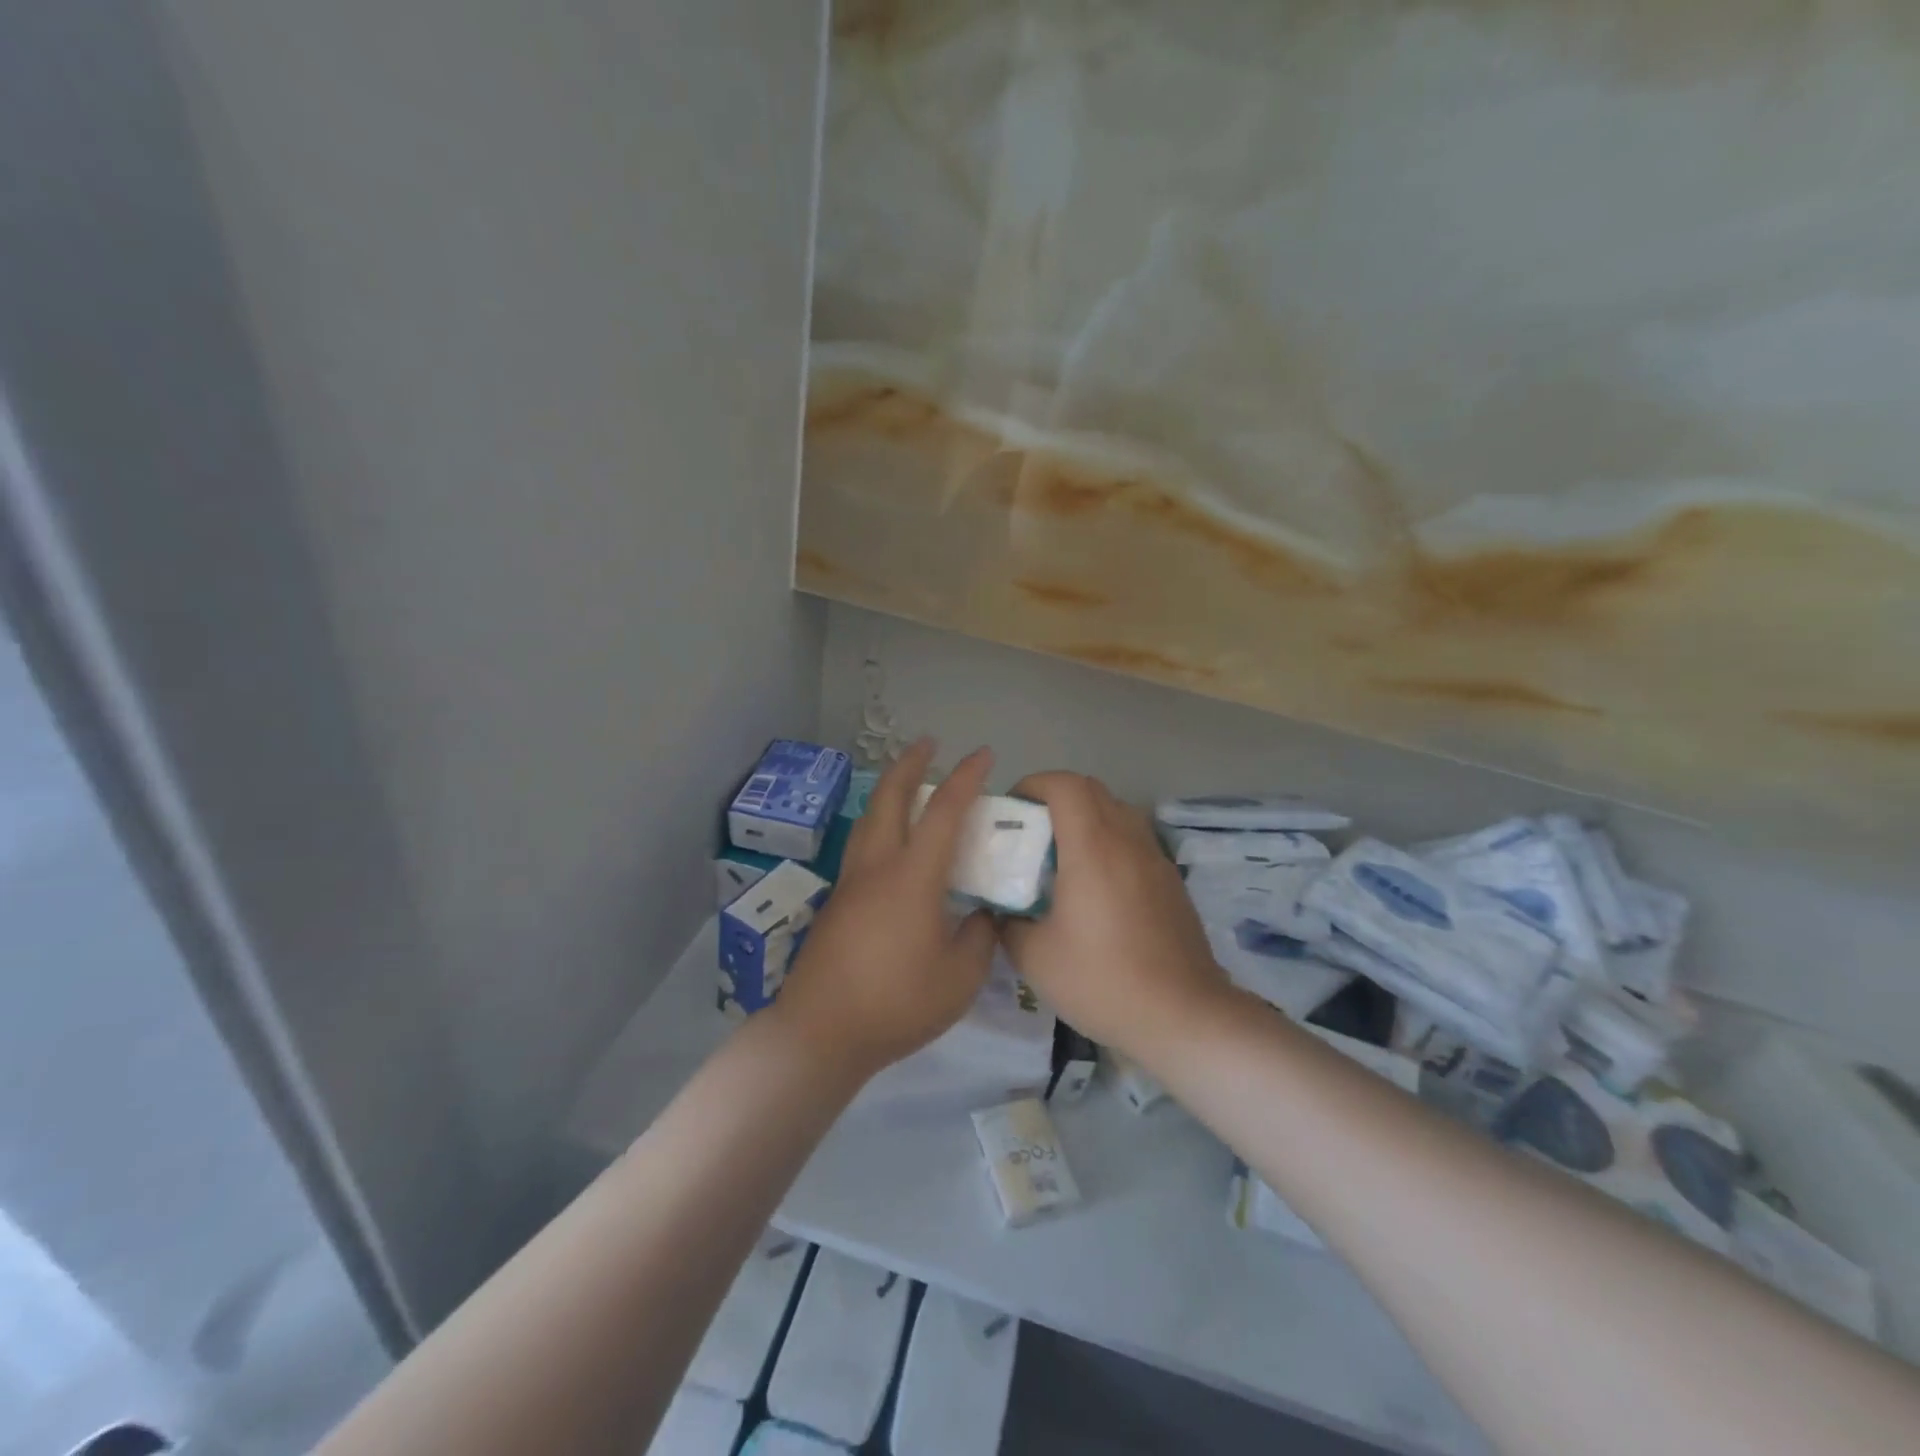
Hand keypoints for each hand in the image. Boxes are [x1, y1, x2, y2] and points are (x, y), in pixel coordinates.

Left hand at [771, 739, 997, 1078]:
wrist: (821, 1032)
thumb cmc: (897, 1003)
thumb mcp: (961, 978)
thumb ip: (979, 937)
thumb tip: (981, 914)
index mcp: (912, 877)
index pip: (944, 811)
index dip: (966, 778)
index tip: (983, 754)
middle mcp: (877, 866)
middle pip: (890, 797)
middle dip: (909, 763)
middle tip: (928, 744)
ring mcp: (850, 882)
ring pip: (868, 819)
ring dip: (888, 791)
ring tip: (906, 785)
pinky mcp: (836, 903)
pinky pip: (860, 846)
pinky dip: (879, 825)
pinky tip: (889, 845)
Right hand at [998, 772, 1230, 1064]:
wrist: (1183, 1016)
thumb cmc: (1102, 981)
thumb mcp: (1034, 957)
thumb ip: (1008, 923)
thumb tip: (1002, 909)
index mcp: (1092, 848)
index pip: (1064, 785)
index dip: (1033, 784)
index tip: (1012, 809)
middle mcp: (1127, 841)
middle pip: (1092, 789)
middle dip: (1055, 797)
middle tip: (1032, 831)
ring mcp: (1155, 859)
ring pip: (1117, 812)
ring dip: (1086, 818)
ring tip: (1063, 857)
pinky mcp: (1171, 881)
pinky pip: (1134, 841)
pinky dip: (1109, 843)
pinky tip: (1097, 889)